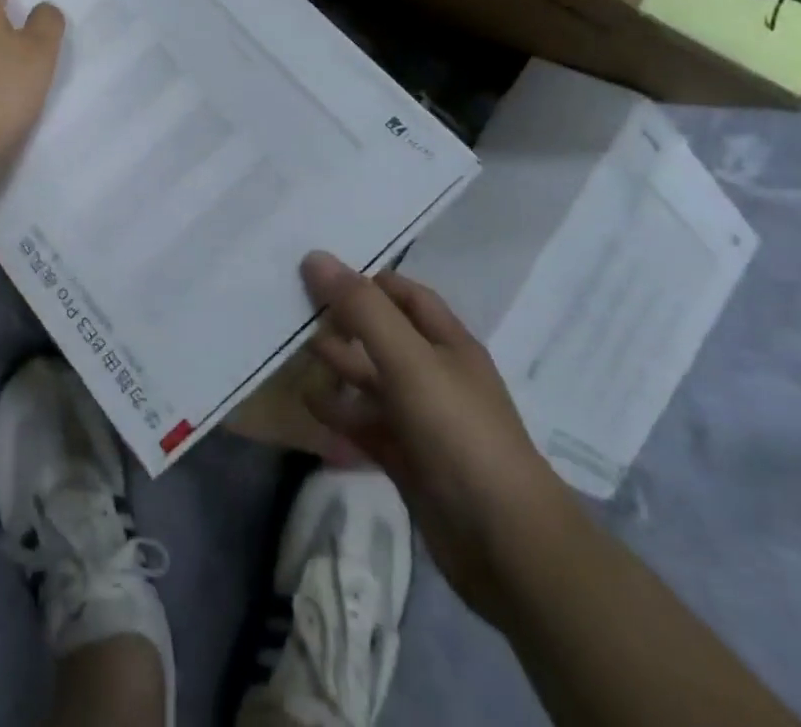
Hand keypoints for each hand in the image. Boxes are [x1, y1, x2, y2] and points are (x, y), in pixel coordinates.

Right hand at [300, 253, 577, 625]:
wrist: (505, 544)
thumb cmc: (459, 432)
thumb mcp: (409, 360)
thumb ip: (362, 309)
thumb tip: (316, 257)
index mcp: (447, 343)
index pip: (404, 295)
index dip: (365, 281)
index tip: (318, 273)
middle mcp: (435, 375)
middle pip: (383, 335)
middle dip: (343, 323)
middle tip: (294, 311)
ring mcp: (422, 420)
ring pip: (372, 381)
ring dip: (338, 368)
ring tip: (295, 355)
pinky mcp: (408, 459)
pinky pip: (367, 426)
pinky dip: (340, 416)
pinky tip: (310, 408)